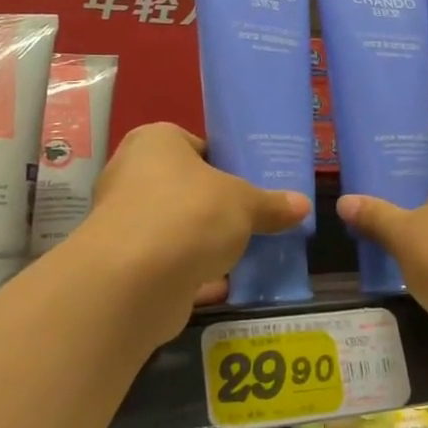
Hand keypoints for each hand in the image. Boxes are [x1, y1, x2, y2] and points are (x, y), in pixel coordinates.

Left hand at [84, 123, 310, 335]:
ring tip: (245, 253)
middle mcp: (131, 176)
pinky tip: (226, 285)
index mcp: (154, 142)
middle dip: (217, 207)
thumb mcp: (244, 204)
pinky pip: (168, 264)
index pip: (195, 145)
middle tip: (253, 219)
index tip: (251, 184)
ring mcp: (125, 223)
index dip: (225, 164)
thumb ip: (271, 205)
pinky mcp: (125, 265)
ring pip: (176, 228)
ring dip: (205, 243)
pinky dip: (193, 274)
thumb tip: (303, 204)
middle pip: (185, 188)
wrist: (135, 280)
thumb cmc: (190, 214)